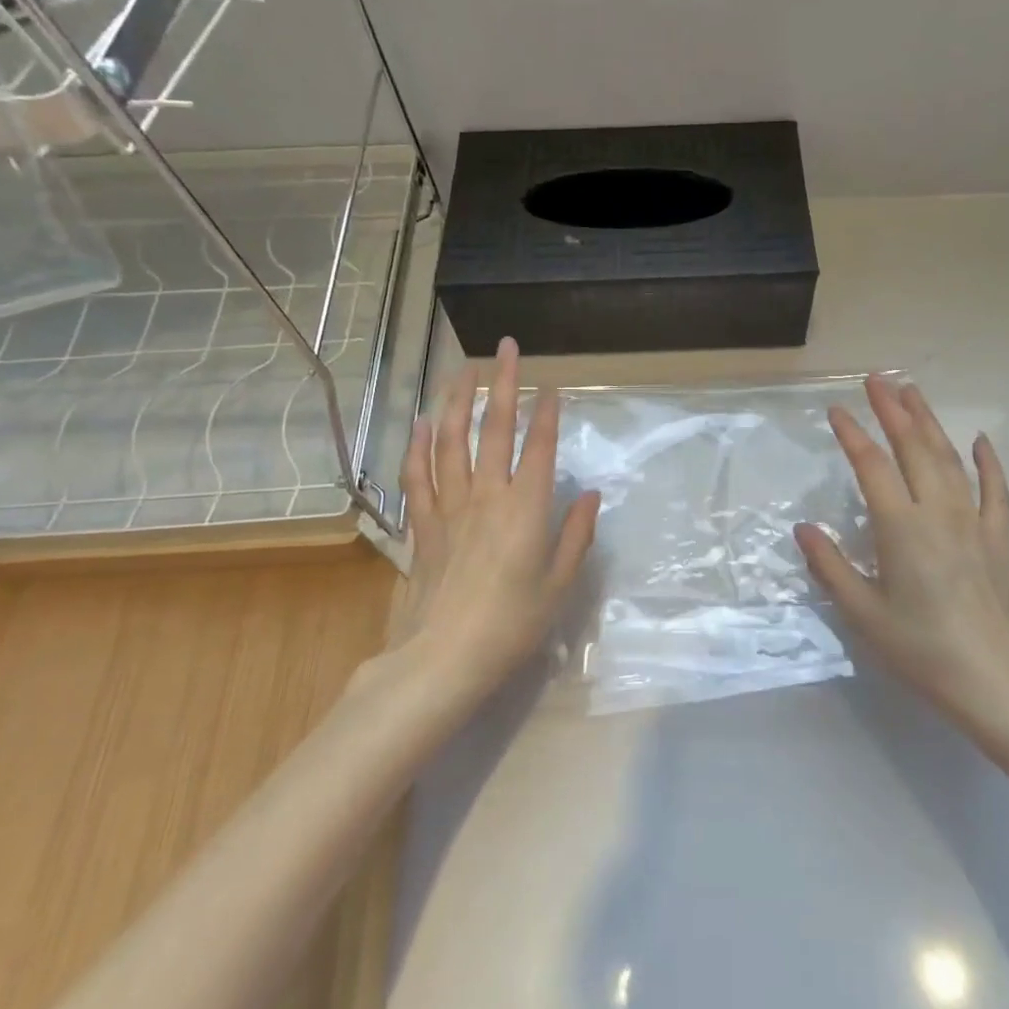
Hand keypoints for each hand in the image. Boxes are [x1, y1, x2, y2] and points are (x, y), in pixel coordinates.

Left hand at [386, 338, 600, 706]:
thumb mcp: (559, 585)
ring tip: (464, 371)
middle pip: (494, 429)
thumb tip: (590, 495)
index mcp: (526, 509)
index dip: (547, 413)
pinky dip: (419, 446)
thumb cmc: (512, 625)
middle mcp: (487, 496)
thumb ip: (576, 535)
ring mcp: (450, 507)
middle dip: (502, 385)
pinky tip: (423, 423)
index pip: (539, 447)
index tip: (551, 385)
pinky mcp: (423, 525)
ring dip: (458, 401)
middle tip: (505, 348)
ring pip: (451, 442)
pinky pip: (418, 476)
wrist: (444, 659)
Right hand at [795, 375, 1008, 731]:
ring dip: (929, 422)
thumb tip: (804, 527)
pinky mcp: (998, 539)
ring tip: (912, 393)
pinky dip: (988, 462)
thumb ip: (831, 566)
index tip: (836, 409)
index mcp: (902, 528)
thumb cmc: (923, 651)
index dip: (852, 434)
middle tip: (877, 379)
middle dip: (893, 410)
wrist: (998, 684)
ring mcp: (974, 523)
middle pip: (914, 448)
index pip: (872, 466)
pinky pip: (995, 490)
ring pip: (949, 459)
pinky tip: (979, 441)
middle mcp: (939, 513)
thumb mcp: (864, 615)